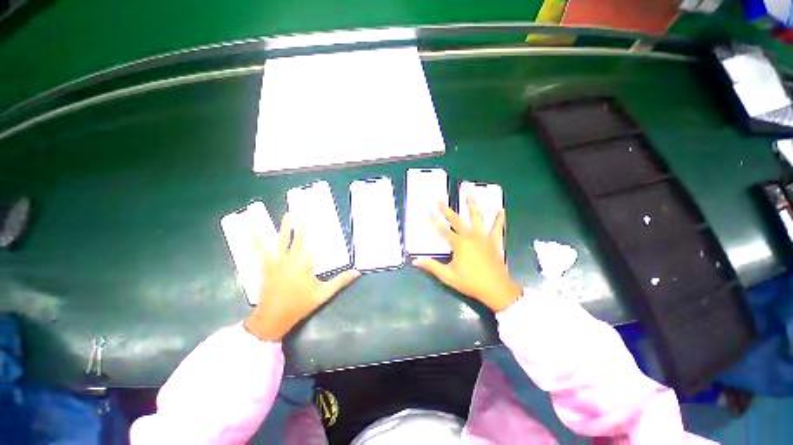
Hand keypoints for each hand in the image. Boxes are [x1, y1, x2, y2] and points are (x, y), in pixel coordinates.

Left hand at [244, 213, 360, 341]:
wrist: (273, 318)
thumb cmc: (299, 305)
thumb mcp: (323, 294)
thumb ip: (340, 281)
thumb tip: (357, 272)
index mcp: (305, 264)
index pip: (311, 243)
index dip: (314, 230)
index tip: (317, 218)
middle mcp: (290, 259)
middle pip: (297, 238)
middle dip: (301, 224)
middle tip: (303, 210)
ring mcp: (276, 262)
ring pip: (280, 241)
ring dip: (284, 227)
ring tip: (287, 214)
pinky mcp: (266, 266)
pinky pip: (260, 250)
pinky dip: (256, 240)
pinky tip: (251, 230)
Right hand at [412, 197, 521, 311]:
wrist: (496, 289)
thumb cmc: (470, 282)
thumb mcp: (448, 276)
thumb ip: (432, 266)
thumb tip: (415, 261)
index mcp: (459, 243)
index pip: (442, 229)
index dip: (433, 220)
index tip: (426, 211)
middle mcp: (470, 236)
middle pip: (456, 220)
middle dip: (446, 210)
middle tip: (439, 200)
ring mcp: (483, 237)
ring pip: (477, 217)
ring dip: (472, 205)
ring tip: (469, 194)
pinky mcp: (494, 241)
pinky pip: (497, 227)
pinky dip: (499, 219)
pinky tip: (501, 210)